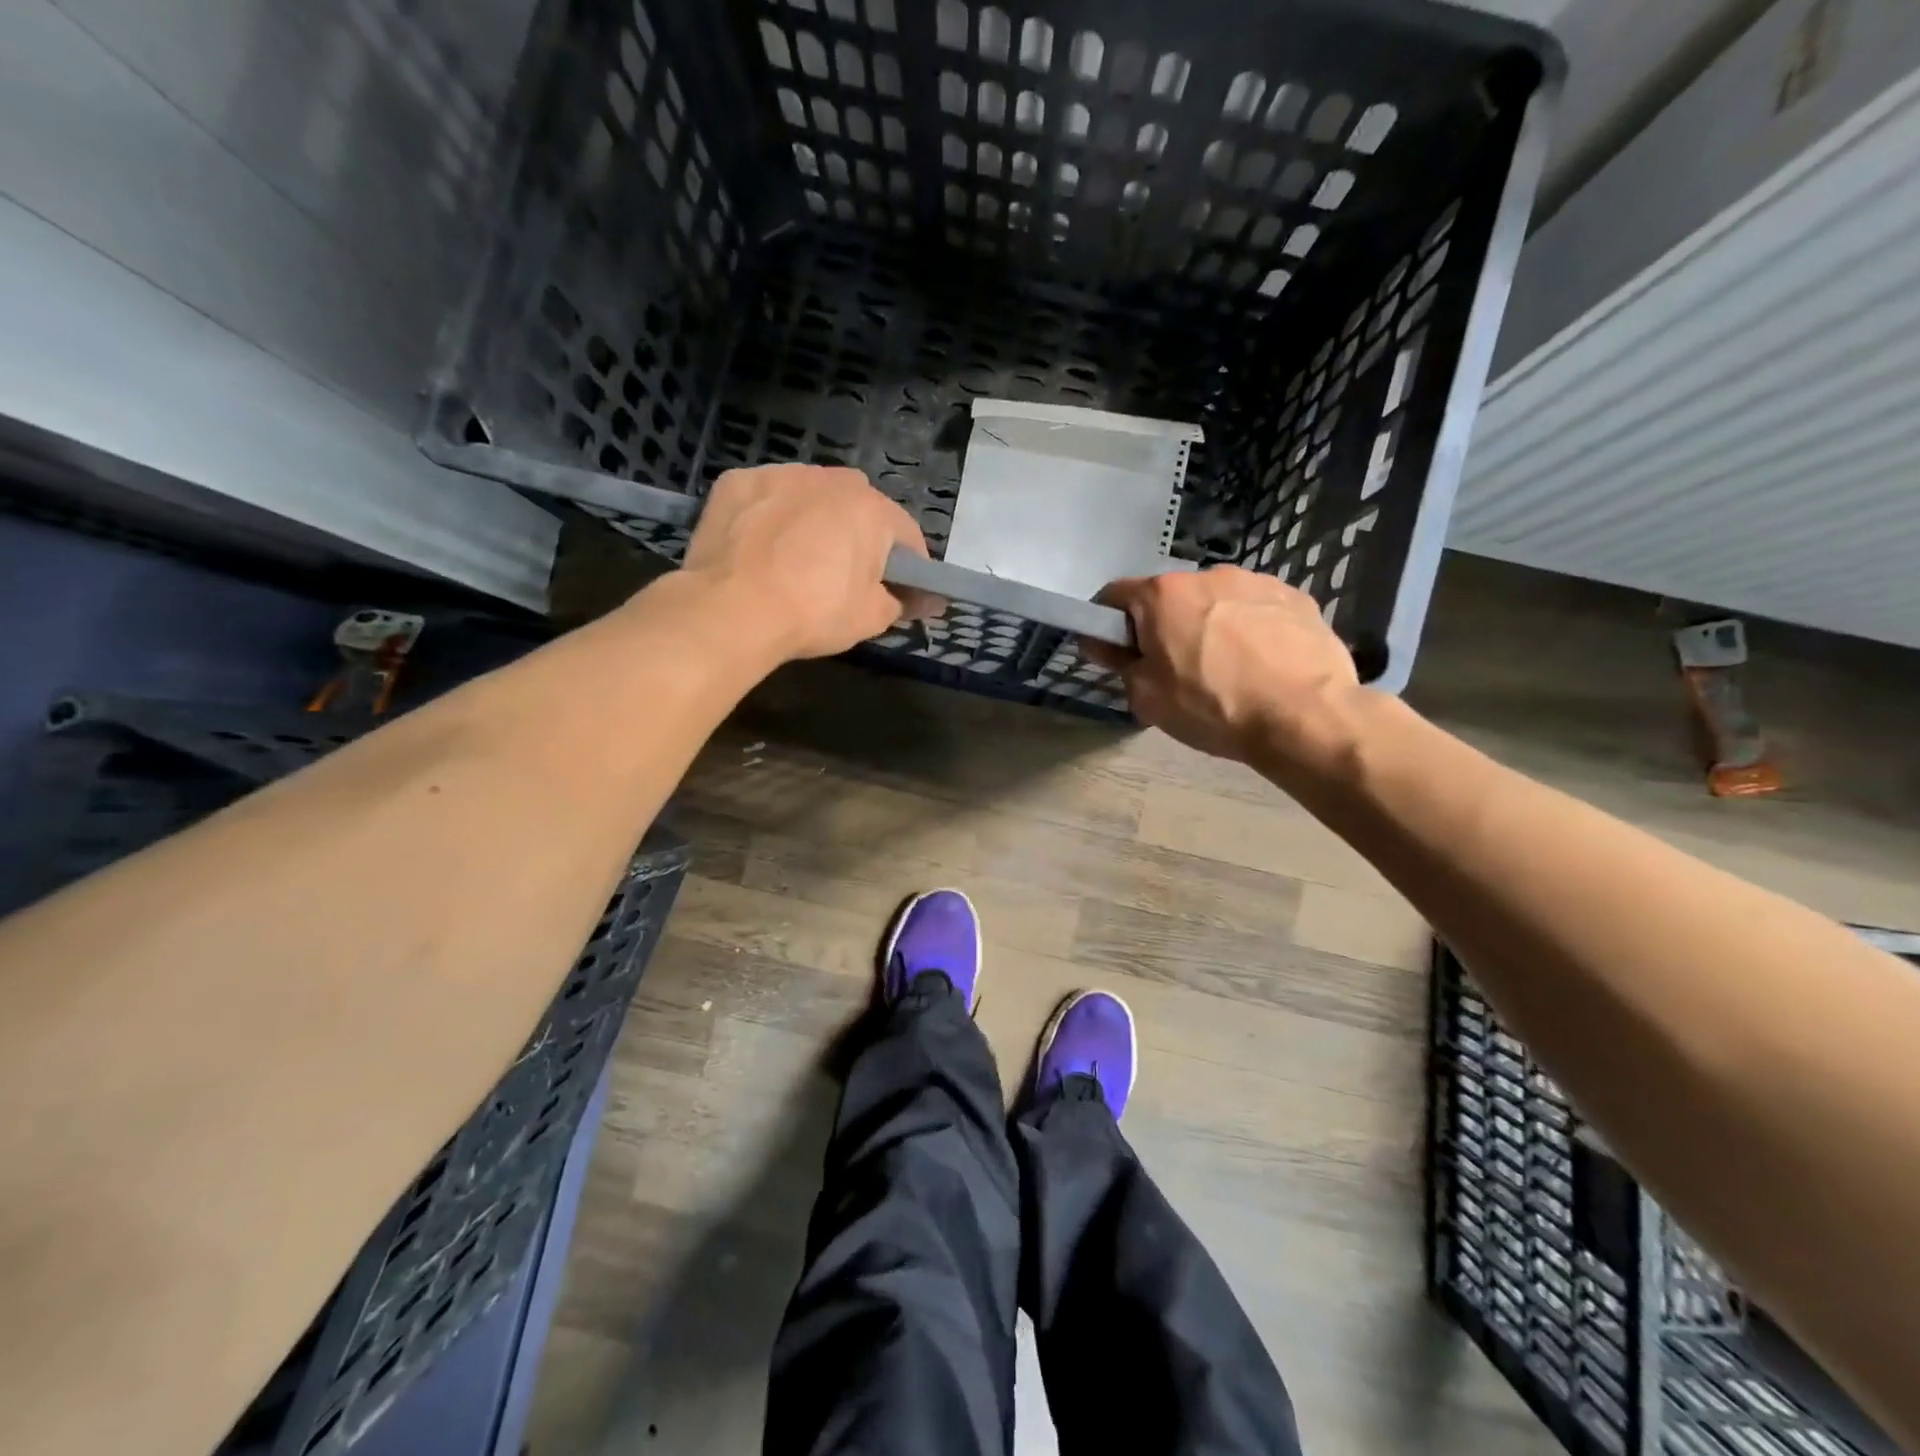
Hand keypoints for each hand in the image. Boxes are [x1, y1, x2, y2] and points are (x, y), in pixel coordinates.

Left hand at [679, 464, 937, 660]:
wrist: (732, 609)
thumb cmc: (814, 612)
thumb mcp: (871, 618)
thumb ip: (901, 602)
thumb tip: (922, 600)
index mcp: (872, 509)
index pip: (906, 535)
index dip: (910, 567)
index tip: (903, 592)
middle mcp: (831, 479)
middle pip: (858, 508)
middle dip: (859, 536)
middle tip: (847, 577)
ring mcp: (781, 474)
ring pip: (810, 496)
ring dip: (813, 520)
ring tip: (797, 560)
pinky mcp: (737, 482)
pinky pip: (767, 498)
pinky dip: (770, 516)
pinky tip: (760, 548)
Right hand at [1083, 566, 1363, 775]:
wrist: (1305, 716)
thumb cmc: (1213, 707)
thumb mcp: (1148, 698)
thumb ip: (1119, 664)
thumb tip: (1103, 644)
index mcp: (1162, 595)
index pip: (1114, 596)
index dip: (1105, 623)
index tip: (1113, 651)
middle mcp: (1207, 574)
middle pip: (1169, 597)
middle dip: (1164, 625)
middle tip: (1174, 668)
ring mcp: (1255, 581)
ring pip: (1216, 601)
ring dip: (1210, 624)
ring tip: (1227, 668)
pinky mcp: (1296, 597)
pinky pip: (1256, 609)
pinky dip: (1250, 629)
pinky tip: (1262, 664)